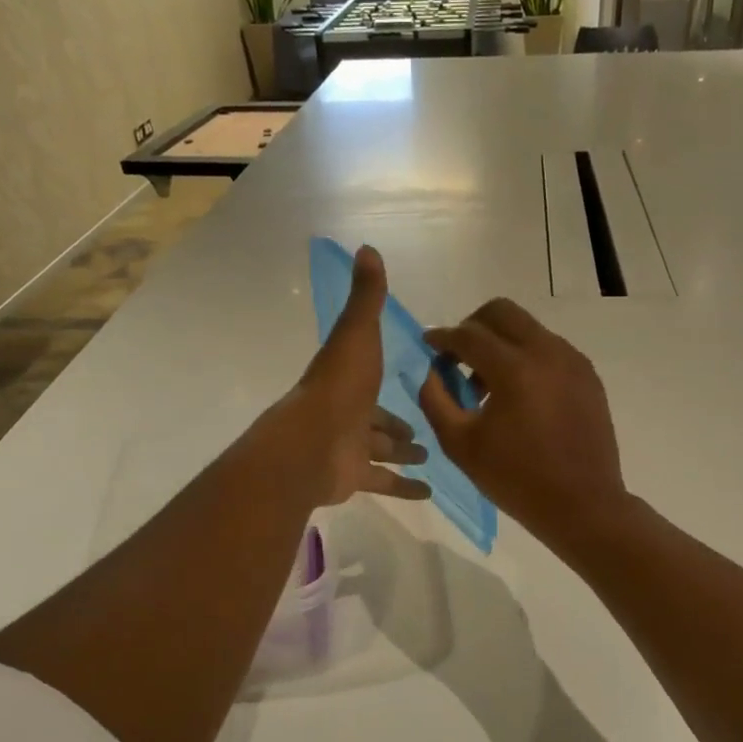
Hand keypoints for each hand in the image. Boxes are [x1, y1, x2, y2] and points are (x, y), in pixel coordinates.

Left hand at [291, 244, 430, 505]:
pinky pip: (383, 482)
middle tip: (425, 429)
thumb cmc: (339, 387)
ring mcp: (349, 448)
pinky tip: (428, 493)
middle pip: (377, 419)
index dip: (390, 378)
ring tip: (431, 455)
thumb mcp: (357, 334)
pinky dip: (404, 488)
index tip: (418, 383)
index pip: (370, 377)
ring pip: (380, 451)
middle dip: (398, 424)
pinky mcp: (353, 478)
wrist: (311, 445)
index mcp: (347, 380)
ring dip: (403, 454)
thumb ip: (366, 298)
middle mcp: (347, 414)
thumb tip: (366, 248)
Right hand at [417, 298, 624, 544]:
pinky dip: (526, 358)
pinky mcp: (588, 375)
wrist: (582, 505)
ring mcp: (573, 361)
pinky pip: (549, 349)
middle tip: (459, 356)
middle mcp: (547, 352)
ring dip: (501, 343)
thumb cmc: (516, 479)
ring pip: (528, 328)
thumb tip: (432, 371)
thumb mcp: (460, 444)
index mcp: (514, 368)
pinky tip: (519, 396)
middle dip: (473, 326)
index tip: (429, 345)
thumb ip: (436, 399)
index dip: (443, 337)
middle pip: (502, 312)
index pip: (469, 335)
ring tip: (488, 386)